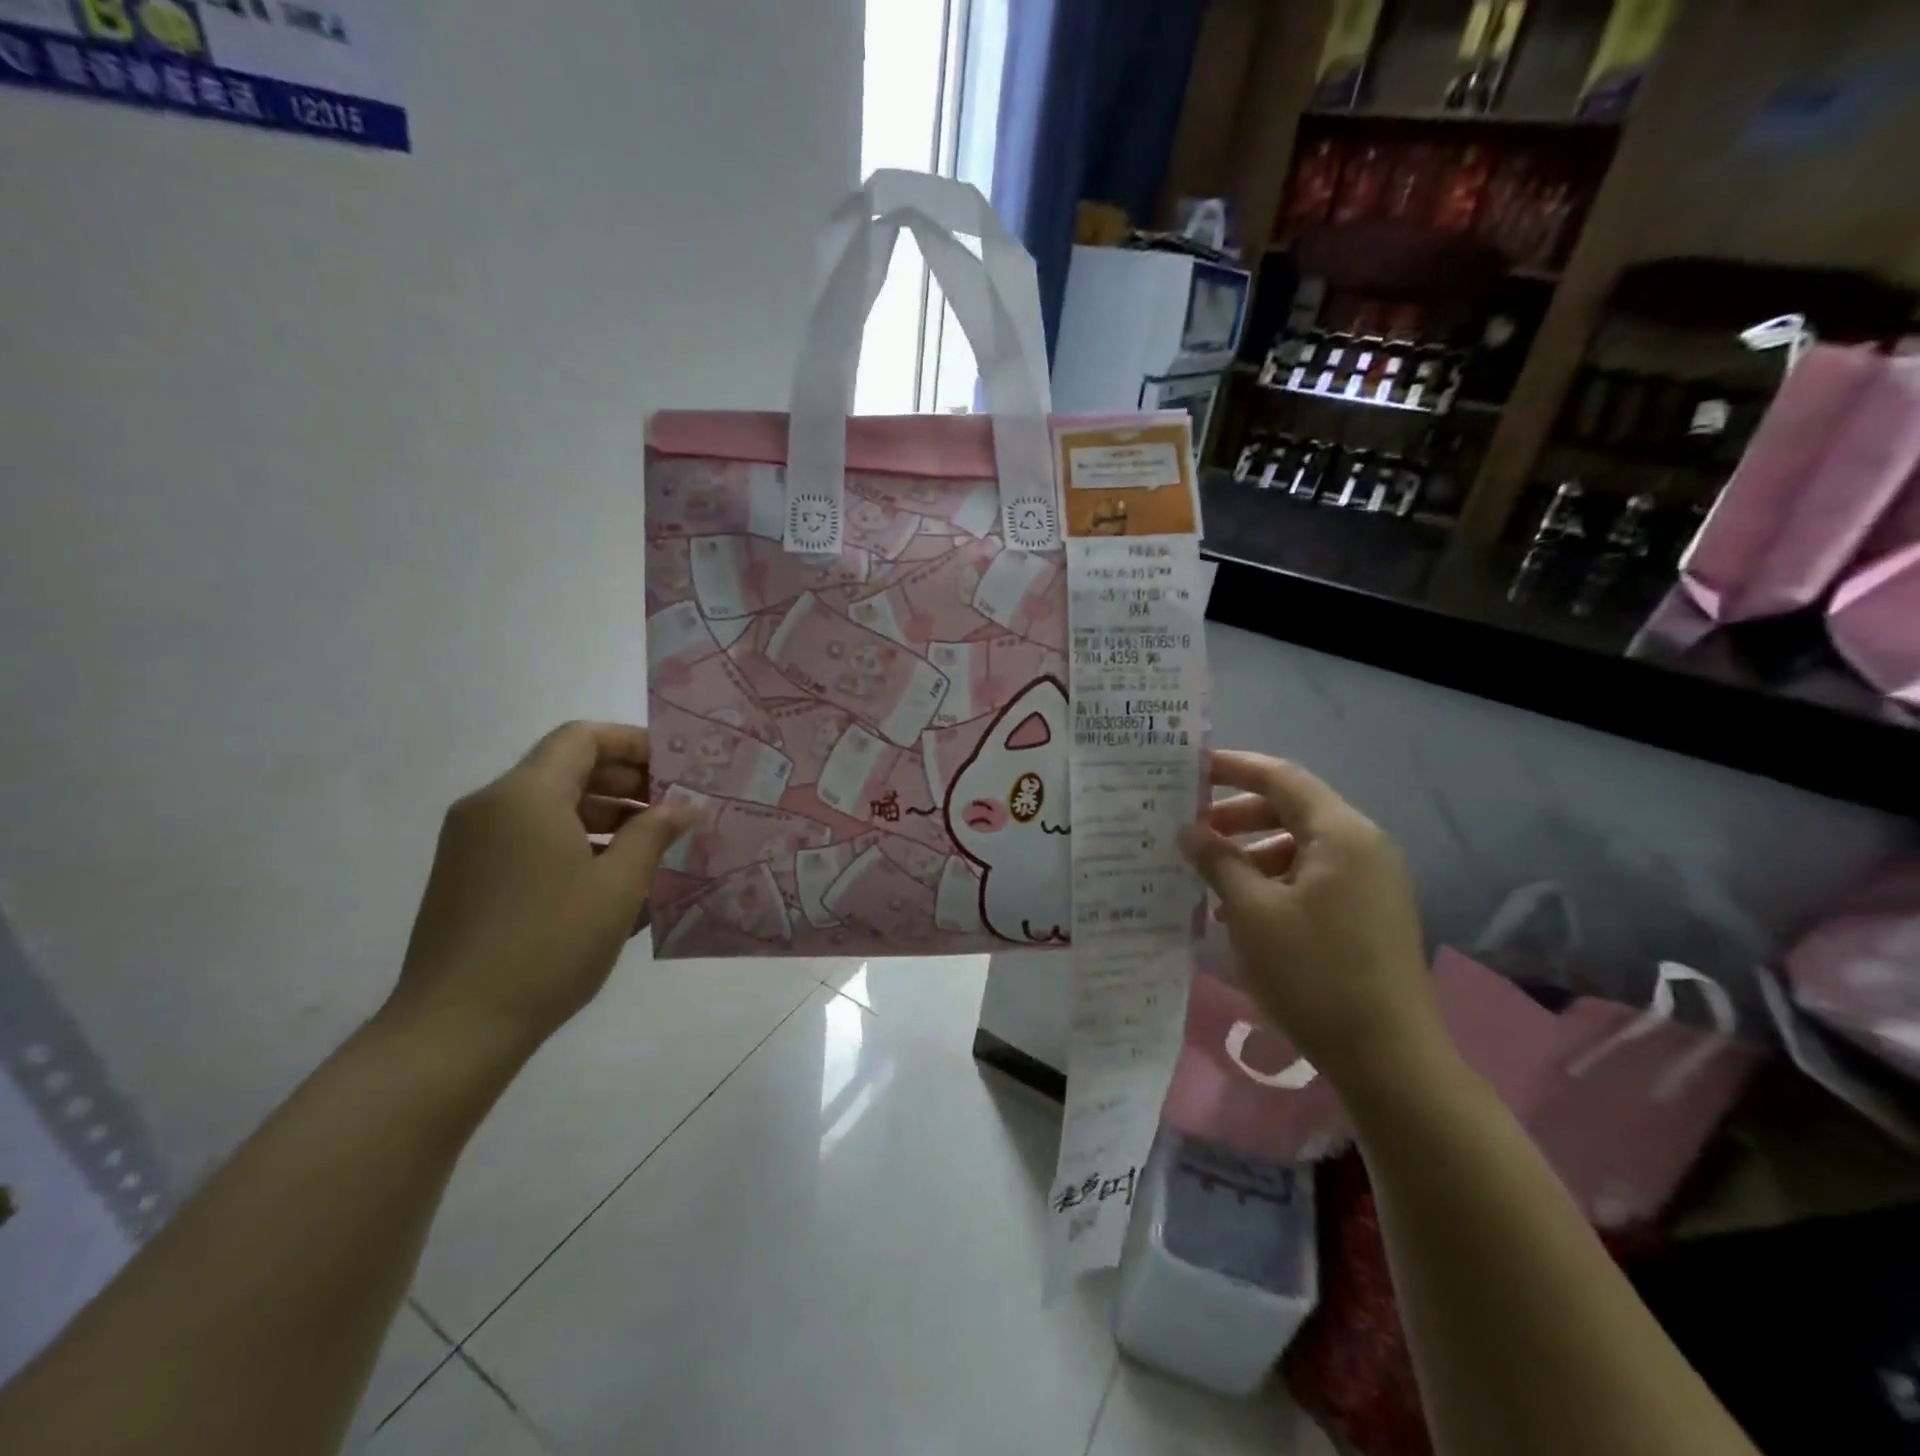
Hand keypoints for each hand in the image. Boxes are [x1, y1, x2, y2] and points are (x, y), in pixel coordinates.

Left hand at [385, 722, 695, 1063]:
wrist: (455, 1026)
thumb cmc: (550, 944)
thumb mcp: (618, 885)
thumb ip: (655, 833)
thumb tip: (685, 806)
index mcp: (525, 795)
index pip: (583, 738)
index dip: (633, 744)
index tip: (675, 769)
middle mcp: (491, 805)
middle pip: (566, 768)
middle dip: (624, 781)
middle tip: (673, 808)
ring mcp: (472, 842)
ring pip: (548, 805)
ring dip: (603, 813)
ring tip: (651, 845)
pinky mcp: (468, 875)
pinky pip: (529, 835)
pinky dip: (573, 839)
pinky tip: (610, 874)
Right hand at [1179, 751, 1442, 1086]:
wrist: (1388, 1058)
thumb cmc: (1314, 972)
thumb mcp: (1252, 911)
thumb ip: (1218, 860)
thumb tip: (1188, 830)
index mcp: (1341, 833)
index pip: (1281, 778)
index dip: (1233, 767)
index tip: (1190, 768)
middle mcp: (1363, 846)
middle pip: (1292, 809)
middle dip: (1238, 816)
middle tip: (1191, 830)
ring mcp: (1371, 881)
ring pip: (1300, 846)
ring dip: (1252, 853)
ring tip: (1209, 878)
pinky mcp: (1369, 912)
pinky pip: (1314, 877)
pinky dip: (1274, 881)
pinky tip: (1241, 911)